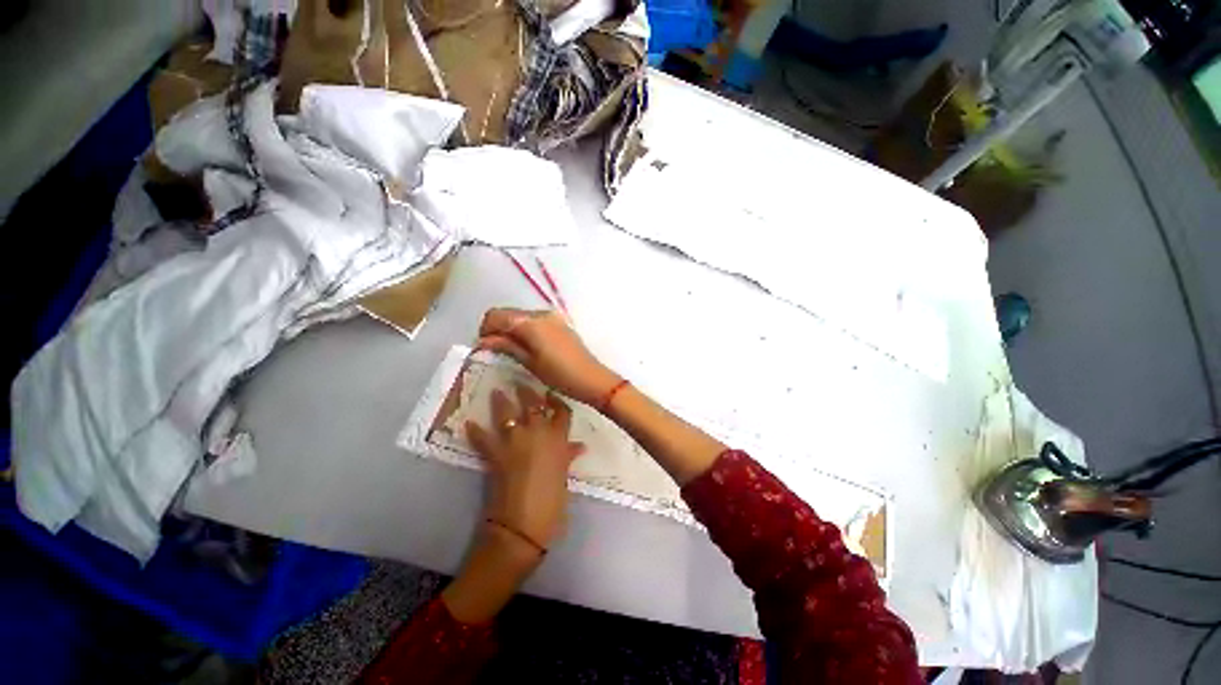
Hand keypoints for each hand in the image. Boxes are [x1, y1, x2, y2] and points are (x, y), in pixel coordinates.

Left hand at [465, 383, 584, 548]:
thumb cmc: (553, 500)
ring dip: (501, 402)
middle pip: (533, 404)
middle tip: (521, 383)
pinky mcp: (495, 453)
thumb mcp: (564, 474)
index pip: (561, 411)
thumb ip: (568, 456)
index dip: (556, 400)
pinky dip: (475, 432)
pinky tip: (468, 424)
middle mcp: (538, 432)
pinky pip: (483, 438)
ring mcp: (515, 440)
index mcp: (559, 438)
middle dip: (527, 392)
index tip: (551, 393)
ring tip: (496, 391)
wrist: (524, 523)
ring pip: (507, 413)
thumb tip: (579, 446)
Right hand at [476, 308, 621, 406]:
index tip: (484, 348)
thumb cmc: (559, 375)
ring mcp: (552, 316)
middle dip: (497, 329)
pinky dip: (525, 330)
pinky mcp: (559, 323)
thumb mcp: (529, 362)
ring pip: (521, 316)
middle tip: (495, 351)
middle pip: (508, 314)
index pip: (496, 315)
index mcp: (530, 322)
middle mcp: (540, 313)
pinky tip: (528, 346)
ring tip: (512, 351)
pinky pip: (534, 321)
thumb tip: (483, 341)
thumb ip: (506, 346)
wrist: (591, 378)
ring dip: (511, 329)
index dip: (485, 330)